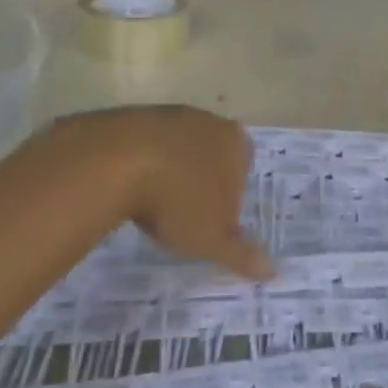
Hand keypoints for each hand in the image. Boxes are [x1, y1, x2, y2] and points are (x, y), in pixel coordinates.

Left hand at [41, 107, 271, 280]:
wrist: (116, 162)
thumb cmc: (179, 200)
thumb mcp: (213, 239)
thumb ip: (242, 254)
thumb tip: (272, 272)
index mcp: (235, 143)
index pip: (243, 169)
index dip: (229, 197)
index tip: (212, 221)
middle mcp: (206, 121)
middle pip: (209, 155)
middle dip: (199, 181)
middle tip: (183, 215)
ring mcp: (167, 115)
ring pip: (175, 149)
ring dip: (167, 172)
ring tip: (150, 206)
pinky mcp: (130, 117)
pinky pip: (141, 146)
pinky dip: (138, 165)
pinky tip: (126, 188)